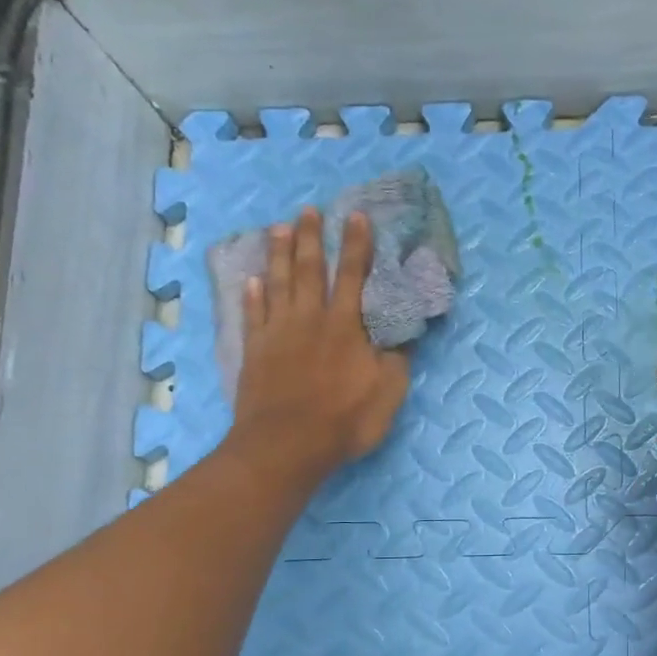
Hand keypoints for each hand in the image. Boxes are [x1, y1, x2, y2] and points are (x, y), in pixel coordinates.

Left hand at [224, 207, 409, 483]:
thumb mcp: (388, 393)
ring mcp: (278, 333)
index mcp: (346, 326)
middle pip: (310, 269)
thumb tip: (405, 332)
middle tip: (308, 210)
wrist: (286, 445)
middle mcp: (310, 319)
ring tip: (278, 228)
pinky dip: (252, 295)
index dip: (357, 245)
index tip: (356, 216)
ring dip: (279, 254)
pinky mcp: (255, 351)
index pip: (353, 275)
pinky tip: (251, 280)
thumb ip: (397, 359)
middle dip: (311, 237)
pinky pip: (253, 314)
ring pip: (278, 283)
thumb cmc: (344, 420)